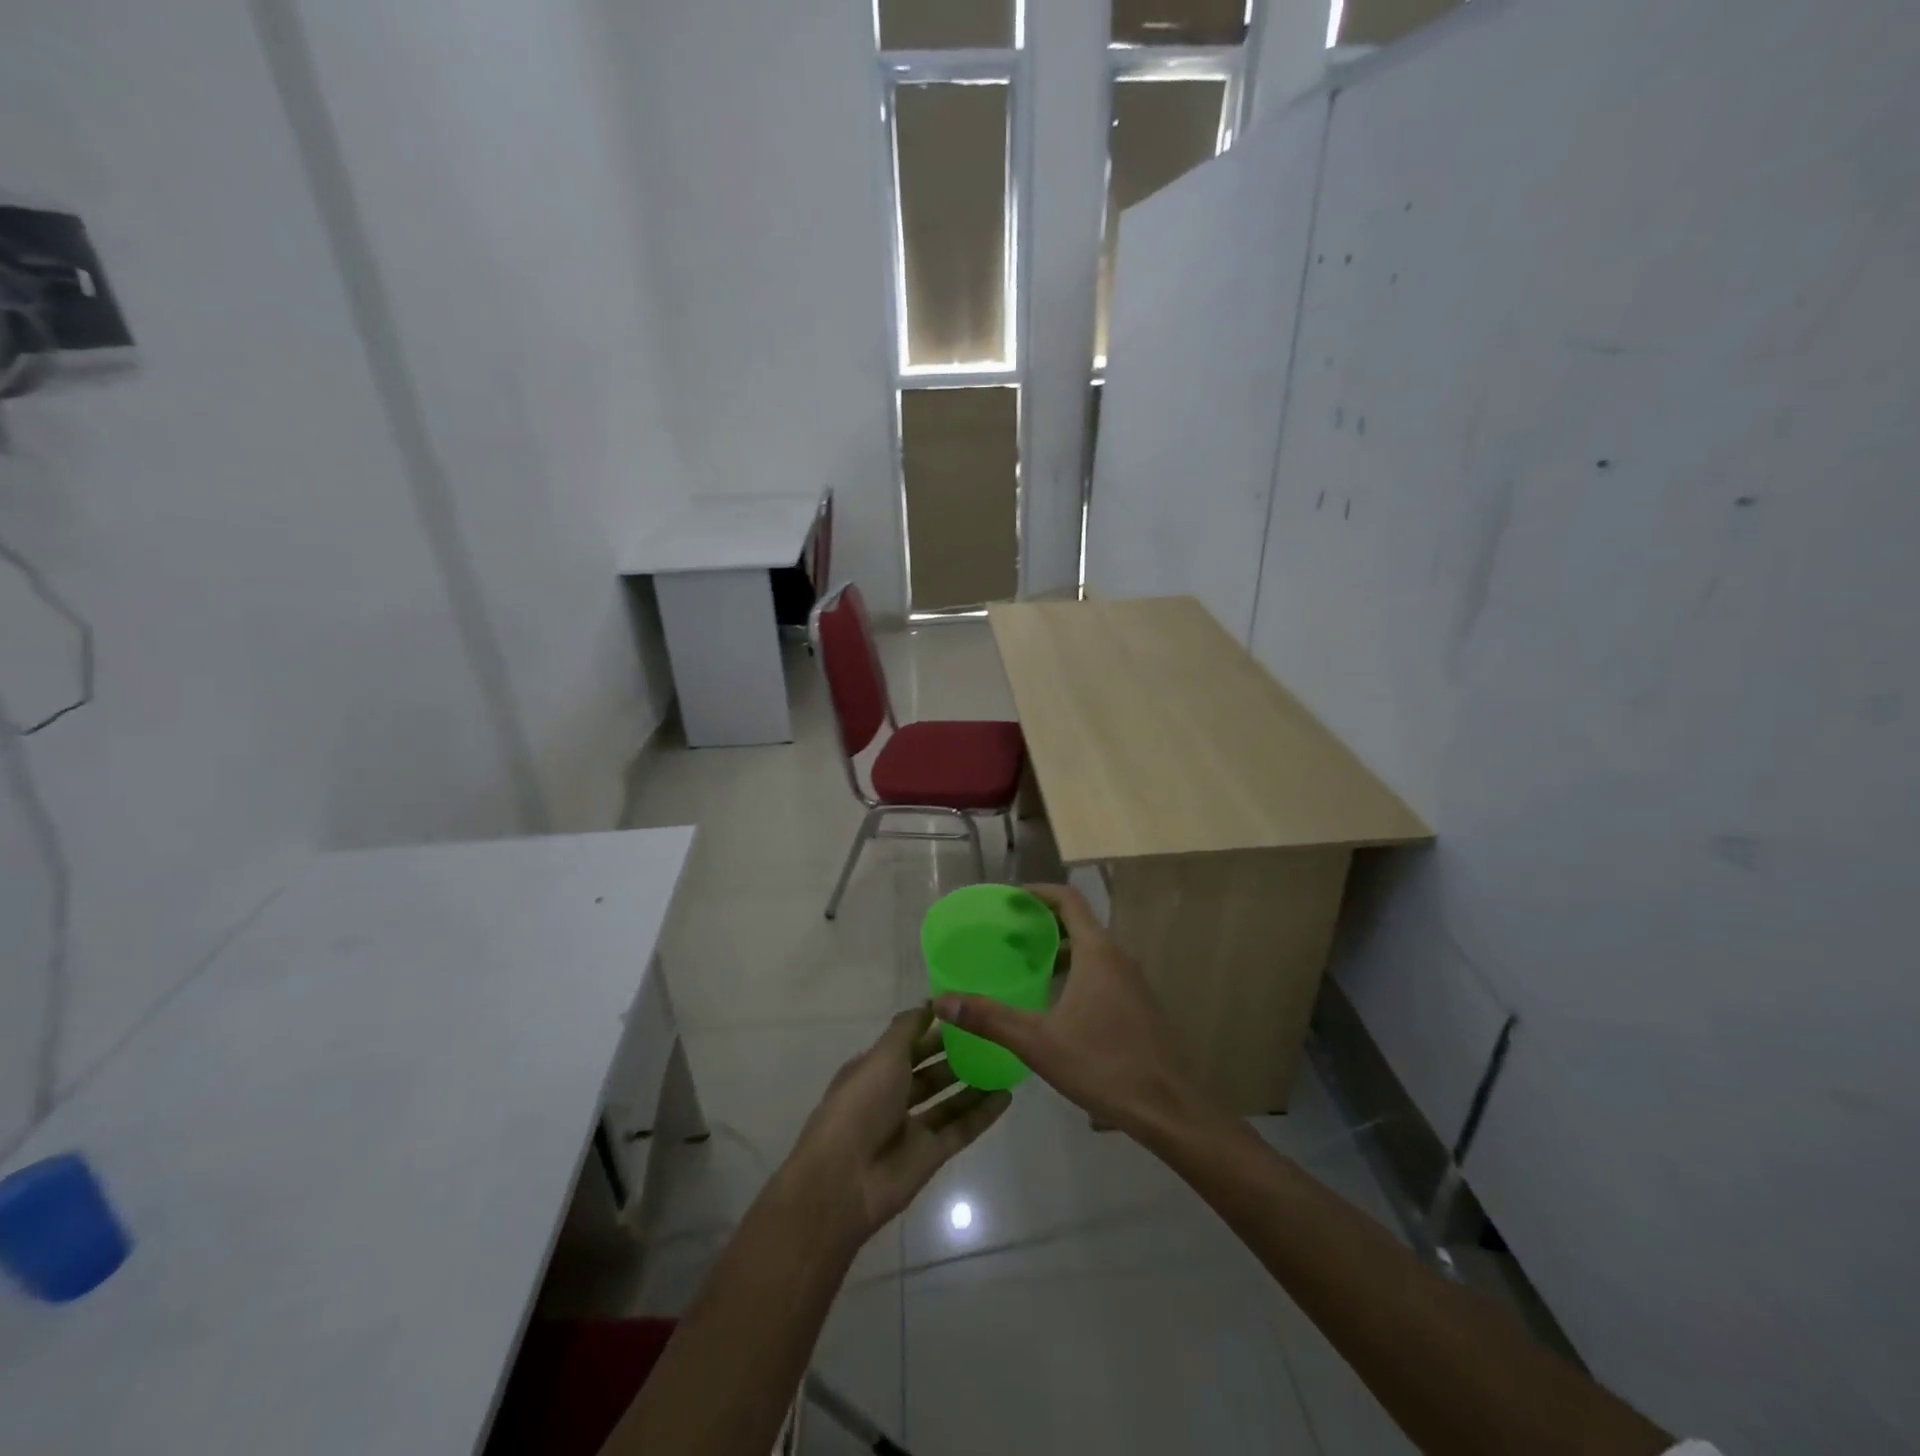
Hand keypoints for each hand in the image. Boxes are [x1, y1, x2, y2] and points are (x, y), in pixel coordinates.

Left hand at [782, 1007, 1009, 1247]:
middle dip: (955, 1055)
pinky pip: (961, 1129)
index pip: (907, 1044)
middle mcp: (892, 1096)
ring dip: (972, 1083)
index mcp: (874, 1070)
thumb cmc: (860, 1104)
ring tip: (1004, 1063)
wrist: (844, 1181)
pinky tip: (1007, 1096)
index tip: (963, 1013)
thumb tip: (929, 1003)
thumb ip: (908, 1029)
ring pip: (948, 1100)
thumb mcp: (882, 1056)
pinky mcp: (930, 1155)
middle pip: (929, 1072)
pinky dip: (982, 1114)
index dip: (932, 1029)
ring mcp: (912, 1127)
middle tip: (991, 1036)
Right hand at [933, 884, 1218, 1144]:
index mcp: (1098, 953)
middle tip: (1008, 935)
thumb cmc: (1103, 1065)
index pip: (1068, 899)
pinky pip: (1103, 972)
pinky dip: (1076, 971)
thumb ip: (989, 1018)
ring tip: (1027, 966)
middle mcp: (1118, 958)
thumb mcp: (1038, 1042)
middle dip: (1043, 923)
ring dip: (1060, 949)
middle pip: (1079, 922)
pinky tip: (1056, 1003)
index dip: (1037, 892)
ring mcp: (1133, 982)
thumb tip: (943, 1001)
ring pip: (1092, 950)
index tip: (1008, 900)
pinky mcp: (1139, 1005)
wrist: (1169, 1109)